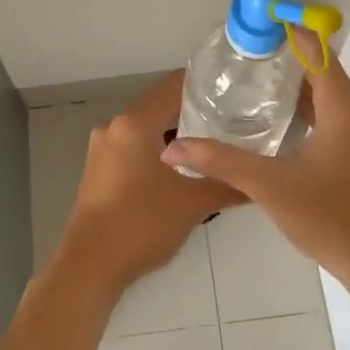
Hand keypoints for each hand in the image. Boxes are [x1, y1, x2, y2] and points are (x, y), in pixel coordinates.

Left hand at [58, 71, 245, 298]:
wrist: (91, 267)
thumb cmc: (141, 226)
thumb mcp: (193, 204)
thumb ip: (227, 185)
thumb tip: (259, 179)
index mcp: (135, 123)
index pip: (174, 85)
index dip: (204, 83)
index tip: (232, 88)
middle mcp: (115, 126)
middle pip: (160, 105)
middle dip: (194, 111)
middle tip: (232, 118)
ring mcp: (103, 148)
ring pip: (147, 128)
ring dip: (176, 133)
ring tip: (214, 143)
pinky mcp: (100, 168)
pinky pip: (135, 146)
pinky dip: (158, 149)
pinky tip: (183, 167)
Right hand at [160, 49, 349, 294]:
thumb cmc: (332, 220)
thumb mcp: (270, 187)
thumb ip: (221, 161)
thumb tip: (172, 149)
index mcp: (345, 108)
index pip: (316, 51)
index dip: (287, 31)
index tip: (254, 22)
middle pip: (321, 70)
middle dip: (283, 59)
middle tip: (240, 57)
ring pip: (328, 95)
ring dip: (294, 86)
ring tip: (251, 84)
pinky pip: (334, 116)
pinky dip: (307, 110)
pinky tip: (277, 123)